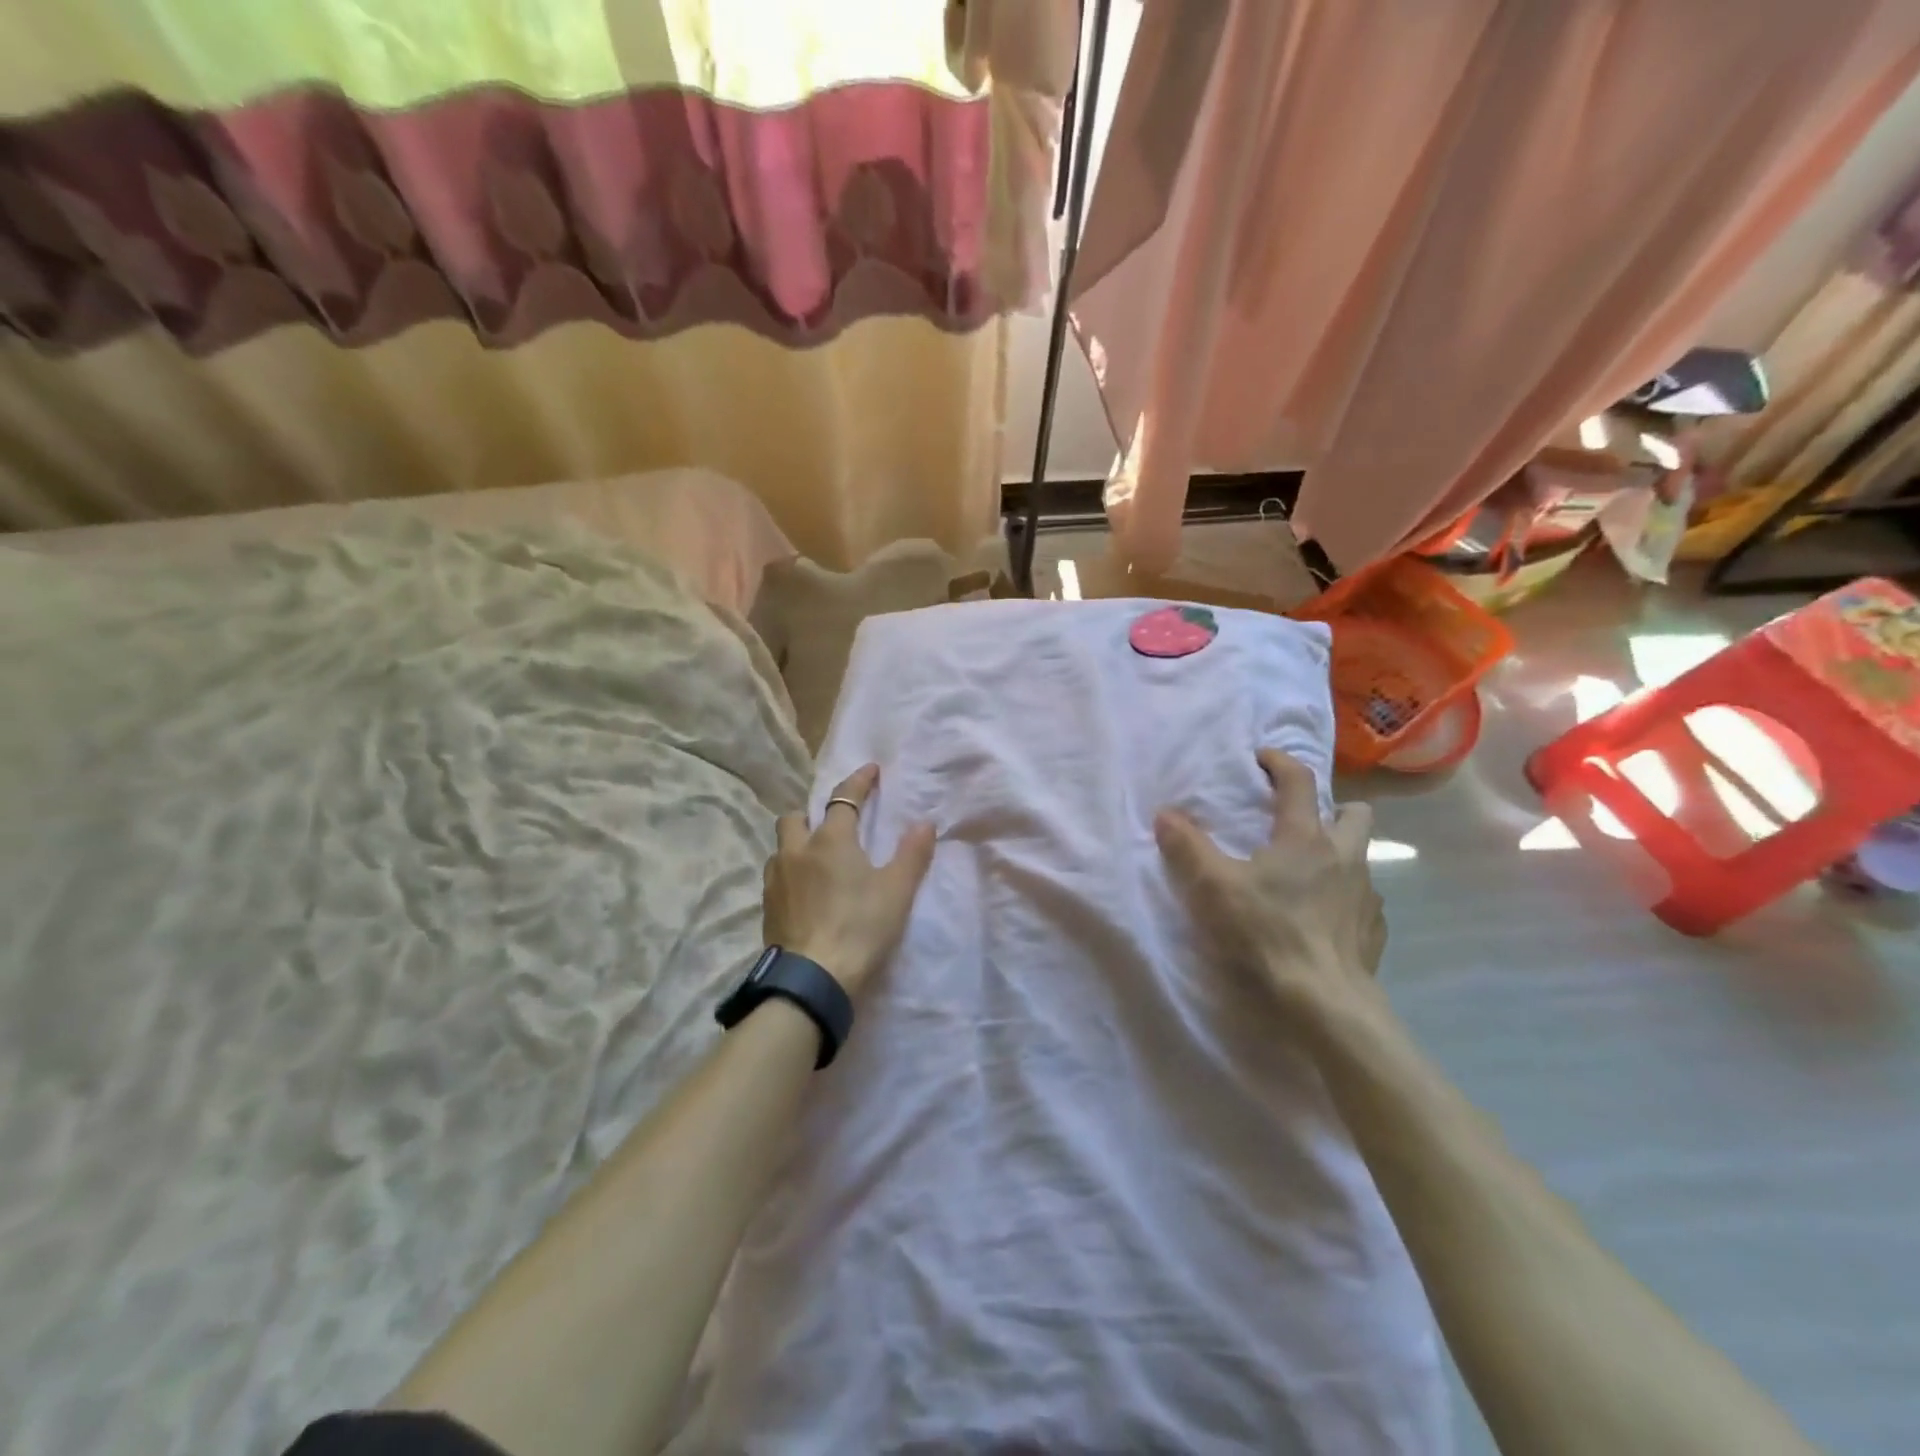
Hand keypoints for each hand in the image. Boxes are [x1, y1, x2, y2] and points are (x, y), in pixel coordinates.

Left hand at [764, 764, 935, 996]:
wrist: (813, 979)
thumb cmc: (861, 928)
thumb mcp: (897, 891)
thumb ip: (912, 854)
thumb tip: (925, 823)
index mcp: (831, 840)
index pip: (844, 798)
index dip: (858, 781)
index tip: (870, 770)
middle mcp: (797, 851)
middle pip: (796, 817)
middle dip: (812, 814)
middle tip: (832, 826)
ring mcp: (776, 880)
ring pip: (781, 847)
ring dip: (797, 845)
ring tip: (816, 861)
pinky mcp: (767, 908)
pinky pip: (775, 877)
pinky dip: (790, 874)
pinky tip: (803, 893)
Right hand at [1155, 749, 1385, 1018]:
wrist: (1324, 1004)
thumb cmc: (1266, 934)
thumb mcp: (1213, 888)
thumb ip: (1187, 848)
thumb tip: (1165, 814)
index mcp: (1306, 838)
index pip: (1298, 781)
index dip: (1278, 762)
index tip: (1260, 758)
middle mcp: (1345, 857)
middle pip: (1354, 813)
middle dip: (1331, 809)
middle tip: (1298, 824)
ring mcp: (1366, 896)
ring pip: (1361, 858)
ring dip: (1337, 856)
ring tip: (1304, 877)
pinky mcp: (1373, 932)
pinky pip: (1362, 901)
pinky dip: (1342, 899)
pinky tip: (1318, 920)